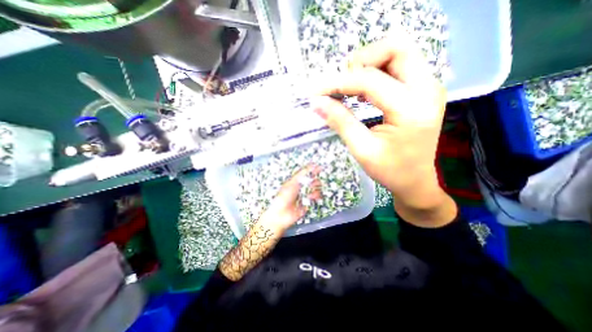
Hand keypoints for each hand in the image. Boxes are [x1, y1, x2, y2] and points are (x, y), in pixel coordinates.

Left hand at [260, 165, 320, 232]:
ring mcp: (304, 195)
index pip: (306, 173)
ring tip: (311, 193)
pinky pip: (315, 197)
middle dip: (314, 181)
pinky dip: (315, 196)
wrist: (281, 214)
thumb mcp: (292, 182)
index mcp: (295, 181)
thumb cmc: (284, 196)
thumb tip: (311, 164)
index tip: (319, 167)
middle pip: (312, 180)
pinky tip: (311, 198)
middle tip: (313, 183)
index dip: (312, 169)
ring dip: (315, 189)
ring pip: (315, 188)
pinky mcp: (307, 203)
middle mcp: (300, 187)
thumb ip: (303, 173)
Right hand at [311, 31, 453, 228]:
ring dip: (368, 65)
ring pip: (397, 53)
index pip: (369, 80)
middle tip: (342, 85)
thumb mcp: (362, 149)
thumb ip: (340, 121)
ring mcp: (429, 87)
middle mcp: (427, 89)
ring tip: (350, 89)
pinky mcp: (423, 90)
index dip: (339, 83)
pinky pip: (399, 66)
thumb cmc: (390, 170)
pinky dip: (376, 72)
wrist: (415, 180)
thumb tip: (317, 102)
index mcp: (411, 109)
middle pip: (395, 48)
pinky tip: (364, 92)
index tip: (317, 91)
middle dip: (361, 62)